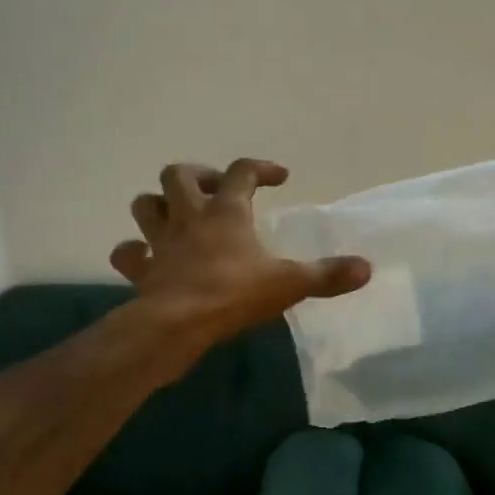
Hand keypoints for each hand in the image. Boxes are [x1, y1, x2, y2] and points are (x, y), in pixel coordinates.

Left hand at [111, 159, 370, 351]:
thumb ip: (327, 275)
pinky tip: (148, 259)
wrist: (176, 326)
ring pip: (145, 204)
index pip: (242, 171)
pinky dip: (134, 252)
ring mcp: (160, 242)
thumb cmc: (233, 294)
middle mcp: (189, 217)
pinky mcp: (141, 270)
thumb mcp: (289, 283)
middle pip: (179, 175)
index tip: (280, 178)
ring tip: (179, 216)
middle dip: (197, 176)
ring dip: (159, 204)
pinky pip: (127, 253)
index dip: (261, 168)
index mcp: (227, 212)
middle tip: (217, 192)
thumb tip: (367, 268)